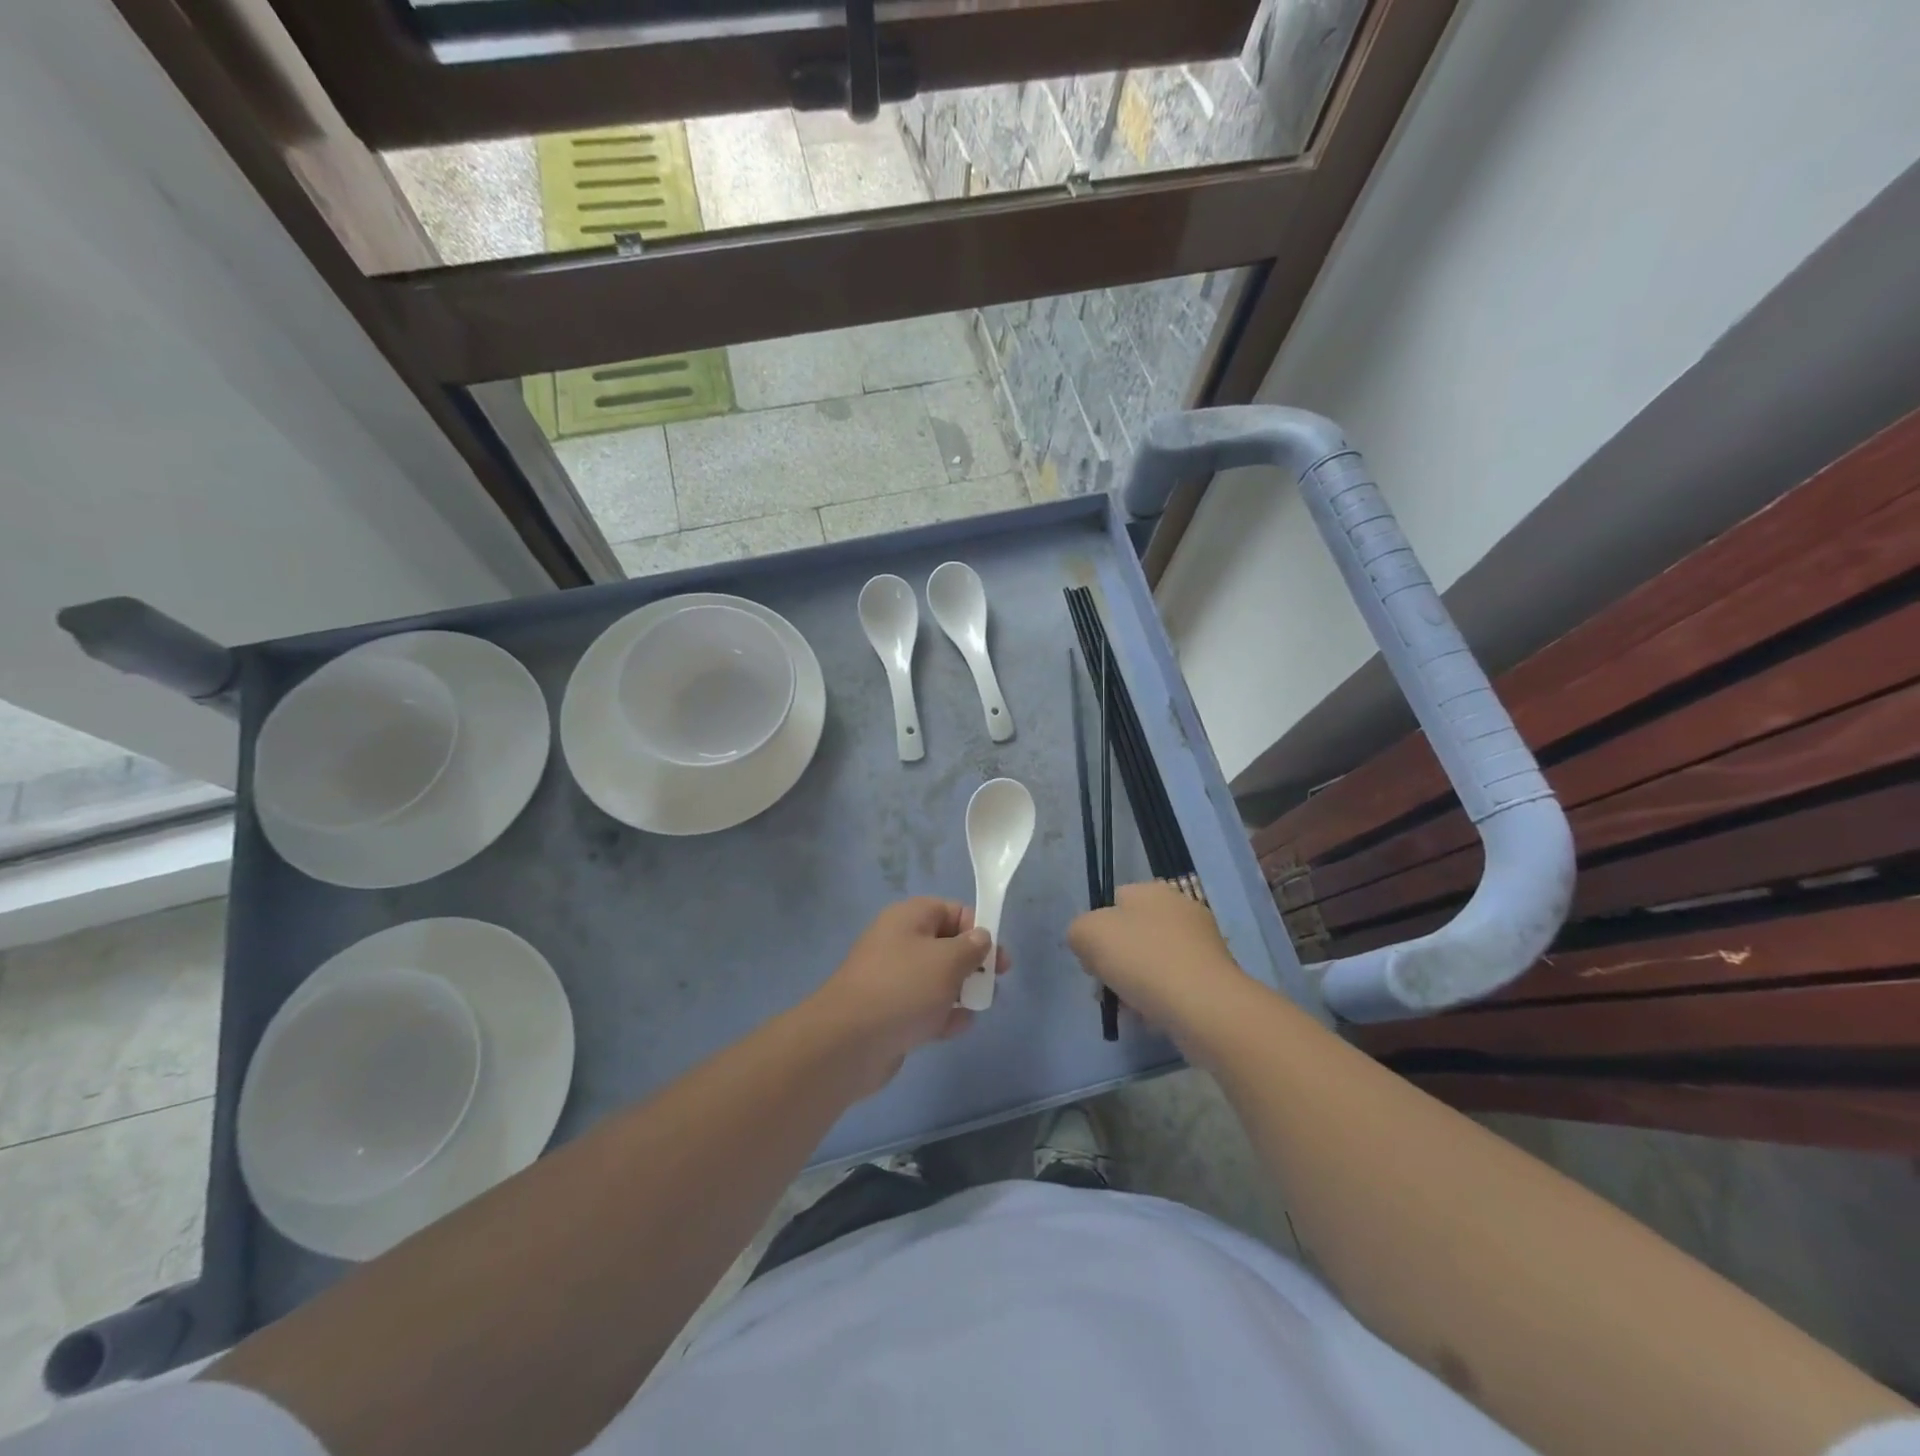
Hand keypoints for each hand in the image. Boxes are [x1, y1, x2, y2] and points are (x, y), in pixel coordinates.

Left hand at [804, 898, 1010, 1093]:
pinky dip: (941, 1015)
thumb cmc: (904, 989)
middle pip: (946, 945)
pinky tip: (953, 1029)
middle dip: (972, 965)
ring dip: (959, 992)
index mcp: (909, 918)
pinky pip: (924, 1006)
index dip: (978, 929)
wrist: (849, 1042)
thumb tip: (980, 938)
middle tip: (991, 984)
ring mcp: (892, 978)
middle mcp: (899, 942)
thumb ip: (972, 947)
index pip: (952, 910)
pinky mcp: (890, 1012)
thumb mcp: (948, 961)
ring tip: (973, 1009)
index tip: (997, 956)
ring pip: (937, 979)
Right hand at [1068, 881, 1250, 1043]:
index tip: (1091, 959)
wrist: (1205, 1007)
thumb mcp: (1088, 933)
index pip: (1114, 901)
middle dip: (1114, 963)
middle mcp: (1180, 910)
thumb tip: (1089, 945)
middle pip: (1132, 935)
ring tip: (1128, 1010)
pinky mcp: (1213, 978)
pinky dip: (1159, 1001)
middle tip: (1105, 989)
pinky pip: (1174, 986)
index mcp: (1152, 891)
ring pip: (1151, 963)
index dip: (1096, 929)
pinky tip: (1151, 1019)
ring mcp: (1201, 945)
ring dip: (1134, 986)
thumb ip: (1079, 931)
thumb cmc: (1143, 960)